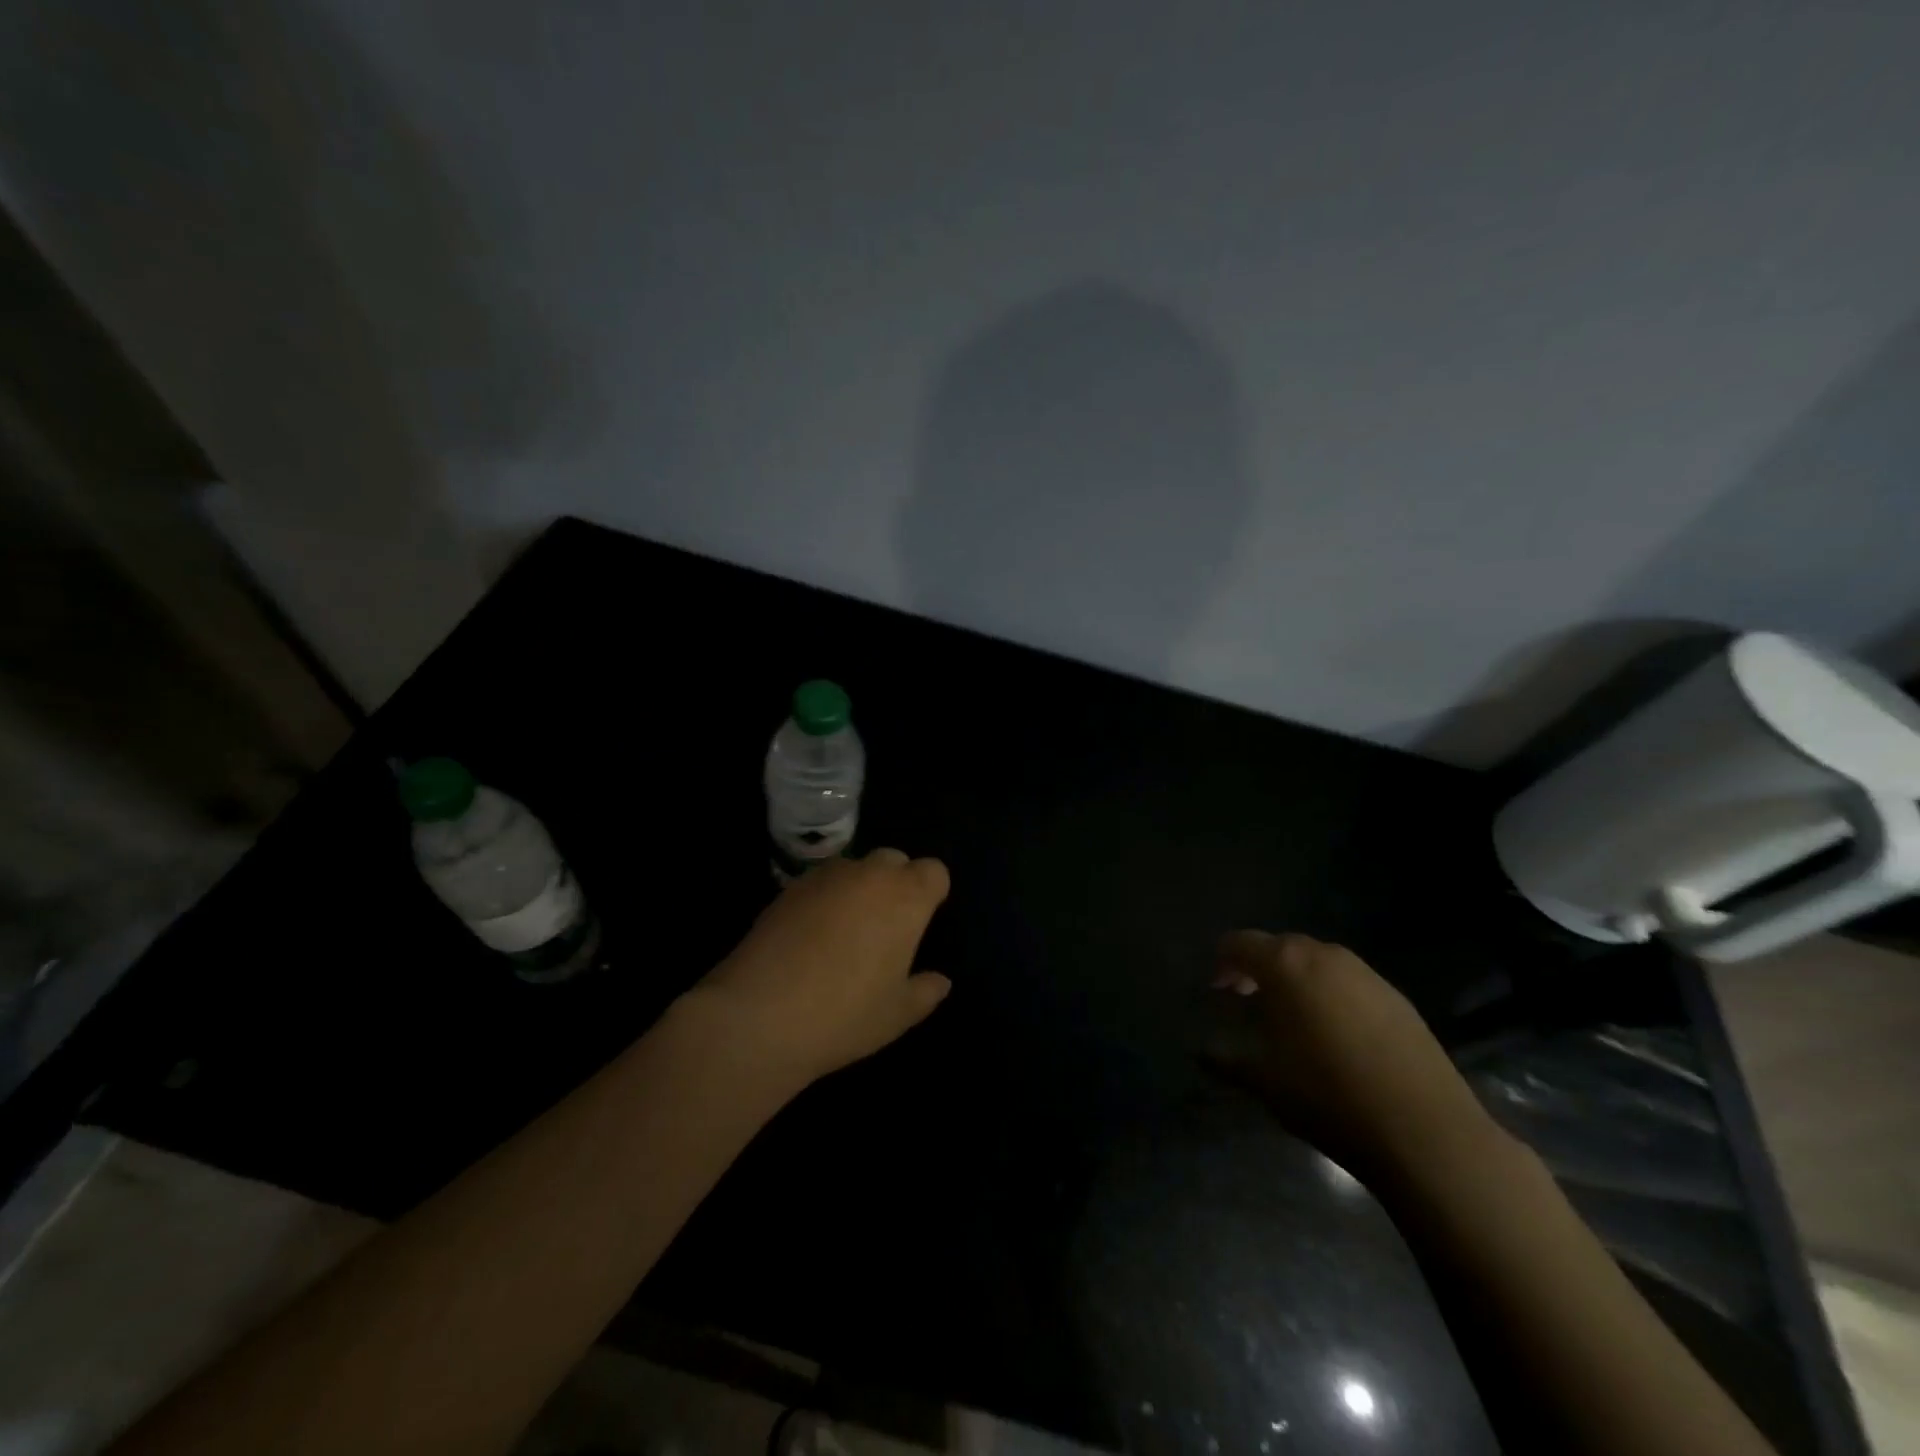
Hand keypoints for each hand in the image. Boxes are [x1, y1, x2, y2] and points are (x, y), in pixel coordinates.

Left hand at [685, 849, 951, 1088]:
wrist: (759, 1016)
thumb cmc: (844, 1015)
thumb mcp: (897, 1015)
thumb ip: (925, 991)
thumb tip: (940, 981)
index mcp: (905, 898)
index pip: (933, 871)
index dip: (931, 892)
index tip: (921, 923)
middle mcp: (868, 875)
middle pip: (894, 860)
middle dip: (896, 883)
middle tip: (886, 928)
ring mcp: (824, 877)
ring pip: (854, 867)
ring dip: (858, 888)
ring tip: (845, 932)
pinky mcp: (788, 888)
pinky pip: (820, 883)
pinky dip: (824, 899)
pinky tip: (810, 937)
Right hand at [1208, 931, 1494, 1184]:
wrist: (1425, 1132)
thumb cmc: (1326, 1095)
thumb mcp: (1262, 1080)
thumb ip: (1226, 1058)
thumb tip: (1203, 1050)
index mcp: (1285, 964)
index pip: (1238, 943)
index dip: (1221, 962)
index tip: (1216, 991)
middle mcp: (1325, 955)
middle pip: (1280, 947)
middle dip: (1259, 969)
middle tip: (1248, 1001)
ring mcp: (1367, 974)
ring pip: (1318, 964)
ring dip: (1297, 981)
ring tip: (1292, 1020)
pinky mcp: (1398, 999)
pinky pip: (1350, 984)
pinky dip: (1331, 997)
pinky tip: (1336, 1037)